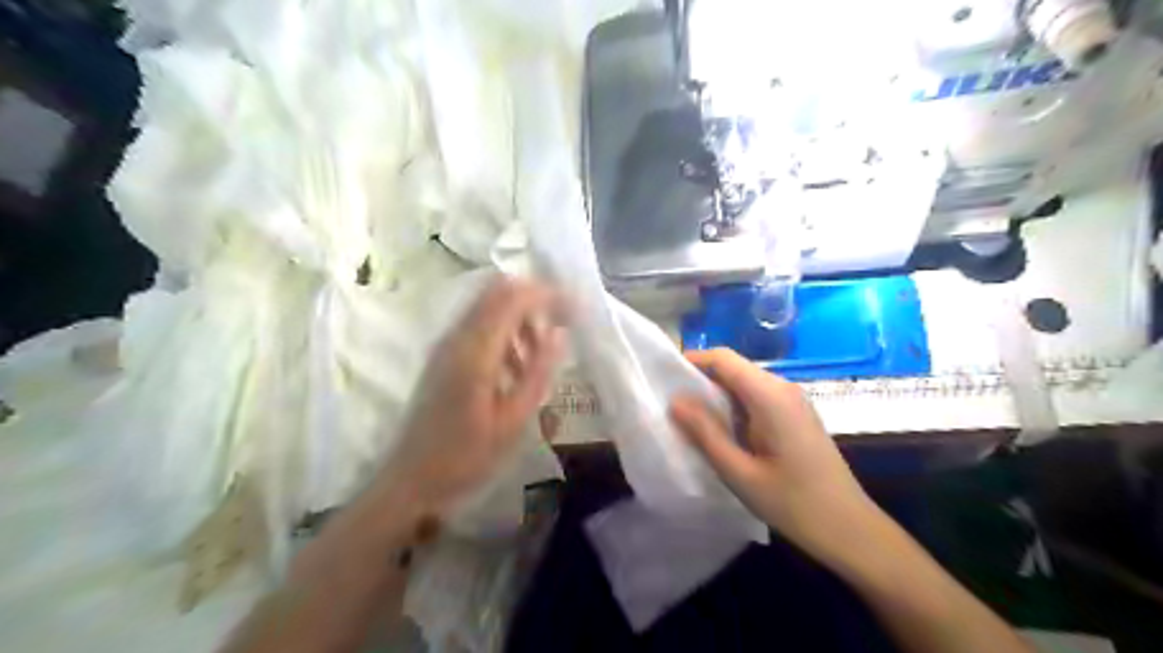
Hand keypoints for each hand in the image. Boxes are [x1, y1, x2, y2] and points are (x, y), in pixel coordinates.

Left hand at [385, 279, 569, 518]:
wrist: (411, 481)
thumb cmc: (466, 457)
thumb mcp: (513, 420)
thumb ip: (538, 371)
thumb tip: (560, 333)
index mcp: (474, 351)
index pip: (512, 297)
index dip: (547, 294)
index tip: (575, 309)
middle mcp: (457, 337)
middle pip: (498, 292)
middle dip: (534, 301)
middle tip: (562, 327)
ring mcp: (446, 345)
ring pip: (489, 308)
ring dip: (520, 320)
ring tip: (541, 357)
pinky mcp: (443, 357)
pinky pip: (479, 327)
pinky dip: (505, 334)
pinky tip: (516, 371)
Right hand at [673, 349, 881, 564]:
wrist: (849, 529)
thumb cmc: (792, 503)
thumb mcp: (739, 472)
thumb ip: (705, 432)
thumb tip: (675, 400)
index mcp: (770, 396)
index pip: (723, 358)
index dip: (692, 361)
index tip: (665, 381)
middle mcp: (783, 388)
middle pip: (734, 369)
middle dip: (701, 383)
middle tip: (673, 408)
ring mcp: (793, 401)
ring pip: (744, 385)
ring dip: (717, 398)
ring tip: (691, 423)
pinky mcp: (796, 416)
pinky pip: (757, 400)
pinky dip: (734, 409)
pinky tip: (723, 435)